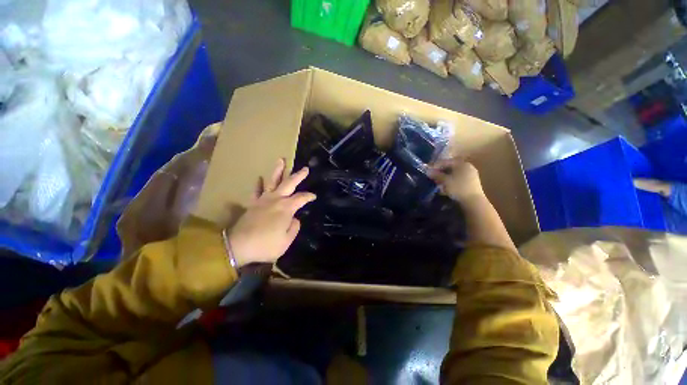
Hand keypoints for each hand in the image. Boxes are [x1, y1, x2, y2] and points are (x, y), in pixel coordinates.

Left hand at [227, 159, 315, 266]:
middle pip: (289, 183)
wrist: (238, 246)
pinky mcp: (252, 203)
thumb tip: (295, 219)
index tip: (314, 196)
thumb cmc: (266, 245)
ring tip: (281, 160)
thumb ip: (294, 228)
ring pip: (272, 181)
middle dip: (298, 175)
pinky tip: (260, 177)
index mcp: (286, 208)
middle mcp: (276, 199)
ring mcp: (263, 200)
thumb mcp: (286, 241)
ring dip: (278, 170)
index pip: (301, 198)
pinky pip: (256, 191)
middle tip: (305, 169)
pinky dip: (258, 184)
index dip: (309, 196)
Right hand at [428, 158, 484, 202]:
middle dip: (440, 172)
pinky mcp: (471, 183)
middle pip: (450, 167)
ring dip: (445, 177)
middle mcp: (467, 167)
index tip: (428, 171)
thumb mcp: (445, 181)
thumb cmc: (458, 188)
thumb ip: (436, 175)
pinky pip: (458, 179)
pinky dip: (450, 181)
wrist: (473, 202)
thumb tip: (428, 171)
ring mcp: (470, 175)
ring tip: (437, 183)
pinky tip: (445, 187)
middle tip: (432, 177)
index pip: (446, 162)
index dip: (435, 166)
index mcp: (462, 164)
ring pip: (454, 174)